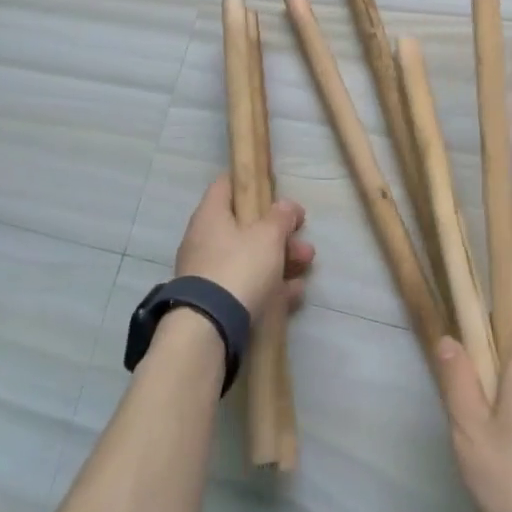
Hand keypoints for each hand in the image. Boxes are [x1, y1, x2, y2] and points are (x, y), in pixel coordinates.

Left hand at [174, 174, 313, 315]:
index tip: (274, 189)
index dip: (250, 182)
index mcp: (211, 216)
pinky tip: (294, 293)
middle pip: (245, 226)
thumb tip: (287, 206)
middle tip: (303, 240)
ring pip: (250, 258)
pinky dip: (271, 286)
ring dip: (281, 260)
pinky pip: (247, 286)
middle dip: (279, 233)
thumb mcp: (268, 236)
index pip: (226, 185)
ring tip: (306, 266)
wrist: (209, 329)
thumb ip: (281, 217)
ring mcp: (209, 273)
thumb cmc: (239, 267)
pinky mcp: (216, 302)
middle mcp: (205, 241)